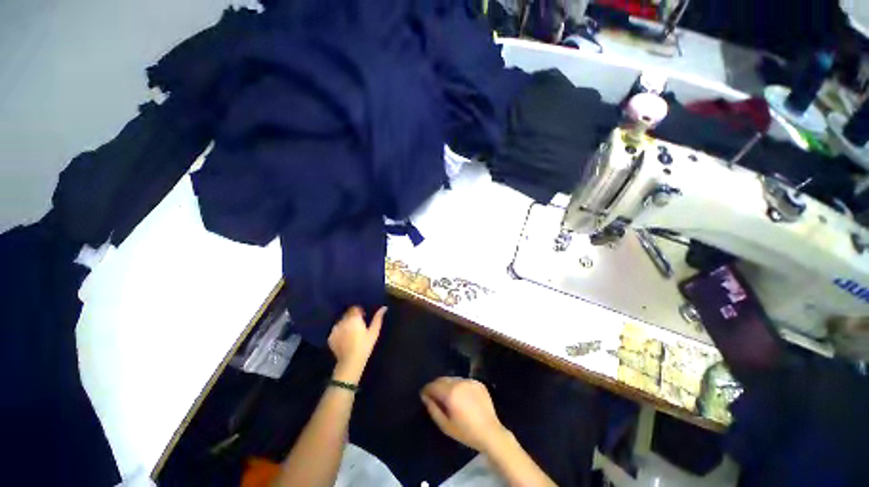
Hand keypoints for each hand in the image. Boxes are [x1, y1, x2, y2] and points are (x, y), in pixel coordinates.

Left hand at [328, 306, 385, 382]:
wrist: (351, 361)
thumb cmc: (365, 345)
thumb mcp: (374, 332)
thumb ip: (378, 318)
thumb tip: (384, 307)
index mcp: (354, 318)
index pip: (354, 308)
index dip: (359, 311)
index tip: (363, 316)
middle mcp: (343, 321)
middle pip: (347, 314)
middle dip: (352, 317)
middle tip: (358, 325)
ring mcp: (335, 329)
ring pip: (341, 321)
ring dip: (345, 324)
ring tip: (351, 332)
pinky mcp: (330, 337)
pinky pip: (336, 330)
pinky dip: (340, 332)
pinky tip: (345, 339)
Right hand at [420, 377, 508, 452]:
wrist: (490, 432)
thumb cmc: (465, 432)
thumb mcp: (445, 425)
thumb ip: (433, 409)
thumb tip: (425, 397)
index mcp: (450, 392)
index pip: (433, 385)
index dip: (427, 389)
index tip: (423, 394)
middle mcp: (459, 382)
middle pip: (442, 379)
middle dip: (436, 386)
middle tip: (434, 395)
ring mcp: (470, 381)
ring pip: (453, 379)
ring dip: (447, 385)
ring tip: (448, 396)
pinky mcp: (478, 382)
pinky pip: (464, 381)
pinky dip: (459, 386)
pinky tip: (461, 397)